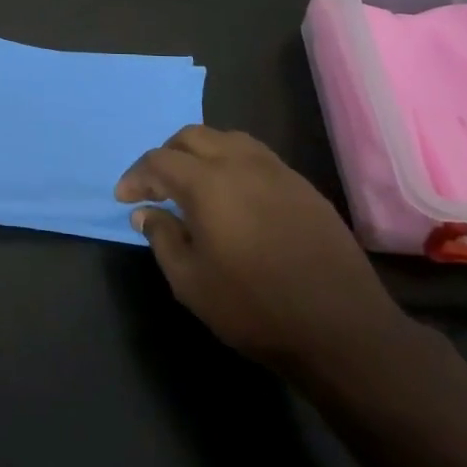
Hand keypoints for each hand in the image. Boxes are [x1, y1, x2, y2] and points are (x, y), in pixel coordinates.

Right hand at [118, 126, 406, 375]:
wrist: (341, 329)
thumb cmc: (254, 307)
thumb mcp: (190, 282)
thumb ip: (162, 238)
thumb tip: (146, 213)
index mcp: (208, 183)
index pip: (159, 161)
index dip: (136, 176)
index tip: (125, 199)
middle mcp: (241, 164)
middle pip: (192, 137)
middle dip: (167, 155)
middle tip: (156, 186)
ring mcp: (278, 172)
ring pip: (228, 139)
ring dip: (202, 153)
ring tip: (194, 184)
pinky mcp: (304, 187)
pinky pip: (258, 158)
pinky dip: (234, 164)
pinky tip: (235, 197)